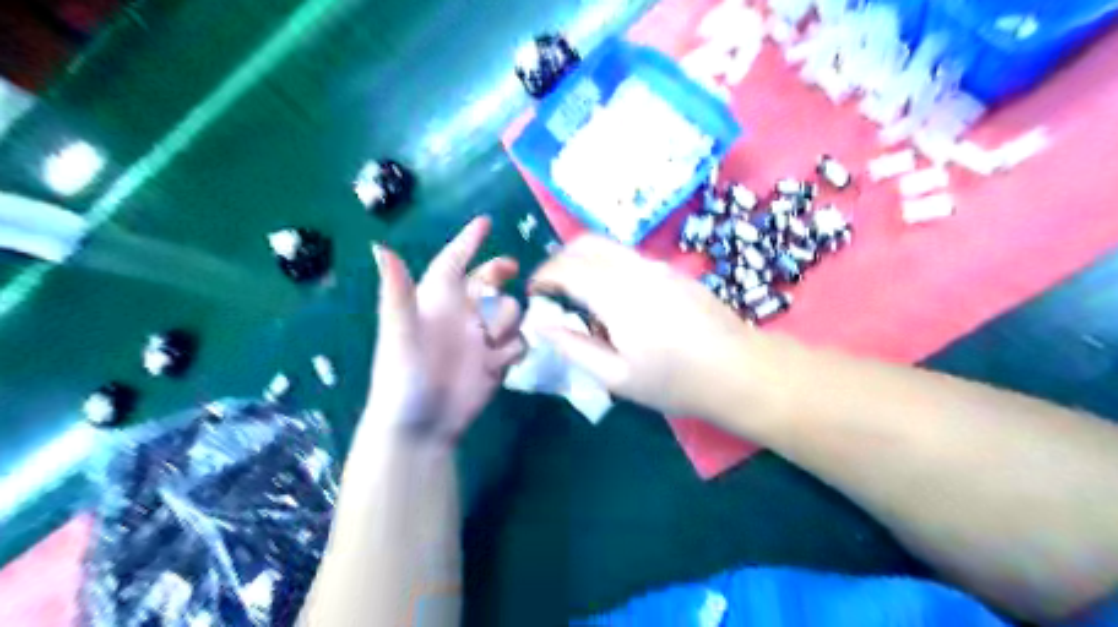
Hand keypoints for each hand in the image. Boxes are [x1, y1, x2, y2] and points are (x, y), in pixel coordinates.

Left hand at [365, 215, 527, 444]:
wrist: (421, 427)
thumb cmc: (403, 377)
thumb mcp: (398, 333)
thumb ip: (397, 292)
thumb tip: (381, 246)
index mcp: (435, 302)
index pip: (453, 262)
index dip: (467, 241)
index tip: (485, 221)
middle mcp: (460, 315)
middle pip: (488, 282)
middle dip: (499, 273)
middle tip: (511, 271)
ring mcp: (480, 339)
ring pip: (509, 311)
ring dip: (506, 319)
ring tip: (490, 341)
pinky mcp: (495, 363)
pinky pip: (517, 343)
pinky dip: (513, 348)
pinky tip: (498, 363)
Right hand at [530, 234, 758, 421]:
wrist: (741, 370)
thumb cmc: (675, 381)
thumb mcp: (617, 377)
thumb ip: (574, 347)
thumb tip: (541, 326)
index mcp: (617, 294)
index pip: (566, 267)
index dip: (542, 276)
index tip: (533, 295)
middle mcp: (635, 269)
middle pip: (585, 243)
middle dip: (559, 259)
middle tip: (552, 290)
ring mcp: (658, 266)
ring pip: (608, 246)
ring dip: (584, 261)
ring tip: (579, 295)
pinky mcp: (673, 271)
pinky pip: (628, 256)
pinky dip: (607, 265)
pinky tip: (614, 298)